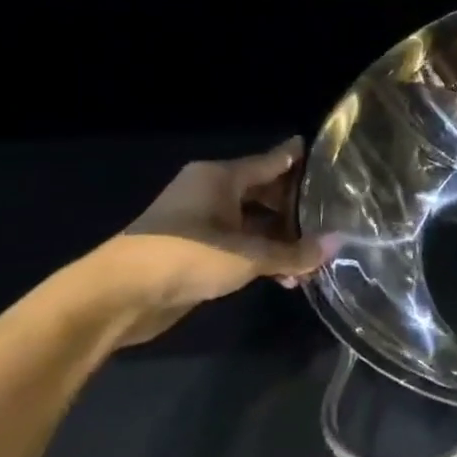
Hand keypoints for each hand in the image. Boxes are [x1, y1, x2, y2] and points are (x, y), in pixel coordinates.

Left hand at [87, 138, 326, 346]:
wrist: (117, 297)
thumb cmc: (186, 256)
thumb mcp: (250, 255)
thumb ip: (295, 252)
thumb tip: (339, 243)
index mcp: (221, 177)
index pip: (274, 160)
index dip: (305, 160)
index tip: (337, 161)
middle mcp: (212, 192)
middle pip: (268, 192)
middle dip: (300, 210)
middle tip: (337, 219)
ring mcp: (203, 222)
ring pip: (257, 223)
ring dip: (283, 241)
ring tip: (316, 258)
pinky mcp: (197, 250)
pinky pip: (242, 245)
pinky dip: (264, 257)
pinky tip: (288, 278)